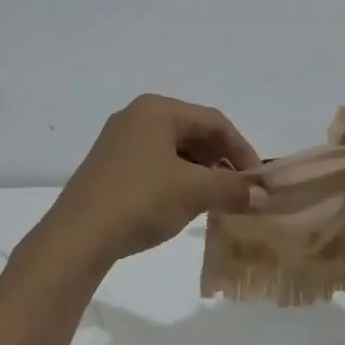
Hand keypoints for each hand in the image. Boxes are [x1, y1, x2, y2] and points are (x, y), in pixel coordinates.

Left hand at [39, 95, 263, 267]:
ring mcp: (118, 141)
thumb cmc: (141, 200)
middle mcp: (136, 117)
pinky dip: (177, 179)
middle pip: (193, 133)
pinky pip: (154, 164)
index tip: (257, 180)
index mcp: (158, 110)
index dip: (242, 150)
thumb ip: (233, 189)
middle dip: (220, 161)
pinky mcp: (108, 166)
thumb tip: (264, 196)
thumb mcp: (194, 192)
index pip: (214, 122)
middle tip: (238, 190)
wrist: (79, 234)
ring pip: (173, 150)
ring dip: (200, 172)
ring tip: (215, 200)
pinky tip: (184, 204)